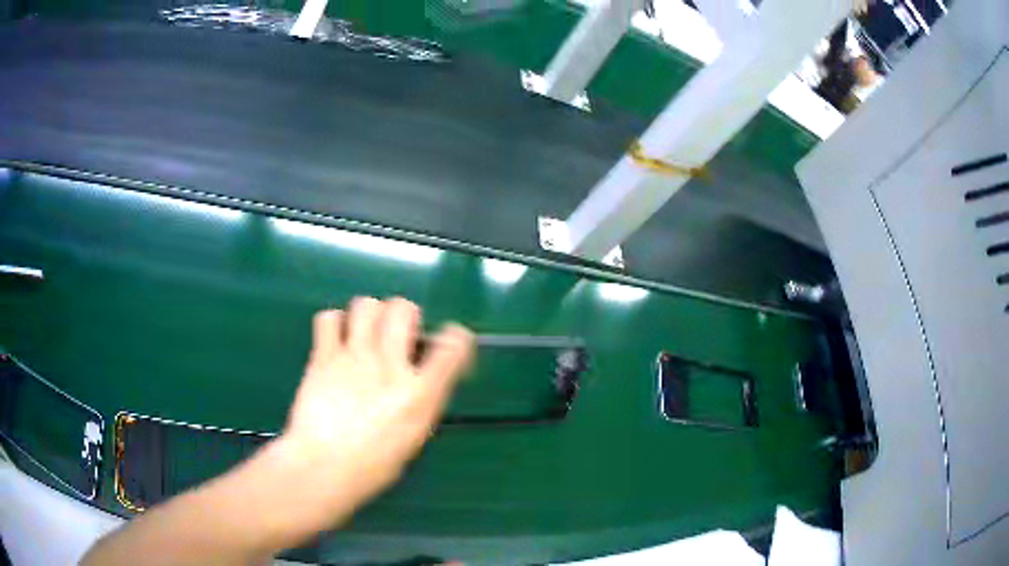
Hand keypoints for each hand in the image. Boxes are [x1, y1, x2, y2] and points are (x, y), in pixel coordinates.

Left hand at [275, 297, 473, 532]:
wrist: (322, 467)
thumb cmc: (372, 466)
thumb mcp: (413, 437)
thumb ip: (420, 401)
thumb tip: (420, 379)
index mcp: (420, 393)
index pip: (453, 345)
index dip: (456, 337)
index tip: (448, 344)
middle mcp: (390, 365)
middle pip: (404, 308)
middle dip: (406, 315)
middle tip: (397, 336)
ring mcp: (354, 356)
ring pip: (366, 304)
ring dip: (370, 315)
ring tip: (365, 335)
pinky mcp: (323, 356)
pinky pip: (329, 318)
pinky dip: (335, 324)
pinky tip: (336, 342)